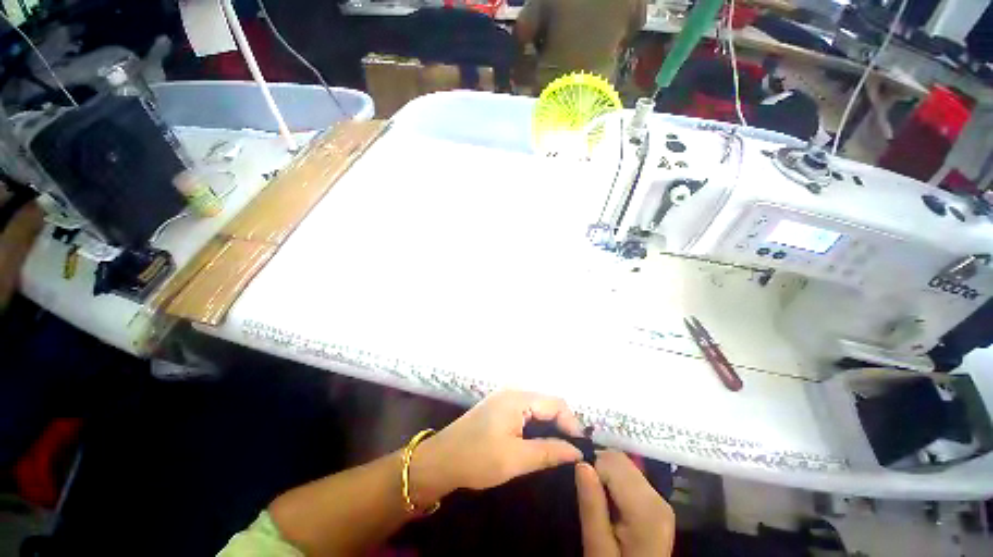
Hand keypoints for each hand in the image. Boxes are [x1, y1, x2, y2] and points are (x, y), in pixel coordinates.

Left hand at [410, 390, 583, 503]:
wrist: (441, 460)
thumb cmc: (477, 458)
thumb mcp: (515, 459)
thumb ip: (549, 452)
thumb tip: (577, 452)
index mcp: (517, 398)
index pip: (555, 403)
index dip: (571, 424)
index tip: (580, 449)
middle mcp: (513, 392)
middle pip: (547, 403)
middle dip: (562, 424)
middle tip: (572, 451)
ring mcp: (505, 398)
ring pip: (538, 407)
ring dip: (551, 425)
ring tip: (560, 448)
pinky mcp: (500, 407)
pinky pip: (527, 411)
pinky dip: (538, 424)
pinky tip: (541, 441)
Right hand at [576, 451, 674, 556]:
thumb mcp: (597, 547)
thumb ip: (591, 506)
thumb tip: (581, 463)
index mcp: (646, 509)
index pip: (611, 462)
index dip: (591, 469)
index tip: (580, 489)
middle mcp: (658, 497)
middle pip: (620, 460)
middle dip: (599, 468)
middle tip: (587, 495)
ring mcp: (660, 499)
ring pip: (624, 464)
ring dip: (606, 473)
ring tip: (597, 500)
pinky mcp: (657, 503)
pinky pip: (629, 476)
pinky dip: (614, 481)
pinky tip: (609, 502)